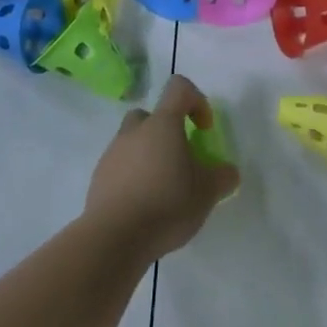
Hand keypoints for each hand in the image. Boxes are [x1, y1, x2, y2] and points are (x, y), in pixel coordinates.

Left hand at [85, 76, 238, 260]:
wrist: (113, 238)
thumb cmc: (166, 204)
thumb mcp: (207, 193)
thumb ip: (222, 177)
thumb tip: (228, 172)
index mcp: (162, 124)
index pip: (179, 88)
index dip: (196, 101)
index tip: (203, 129)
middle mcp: (134, 131)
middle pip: (151, 115)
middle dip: (166, 131)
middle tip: (179, 158)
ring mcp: (112, 153)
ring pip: (133, 142)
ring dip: (148, 155)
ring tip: (162, 188)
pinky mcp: (98, 178)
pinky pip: (120, 167)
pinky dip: (132, 177)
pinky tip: (143, 205)